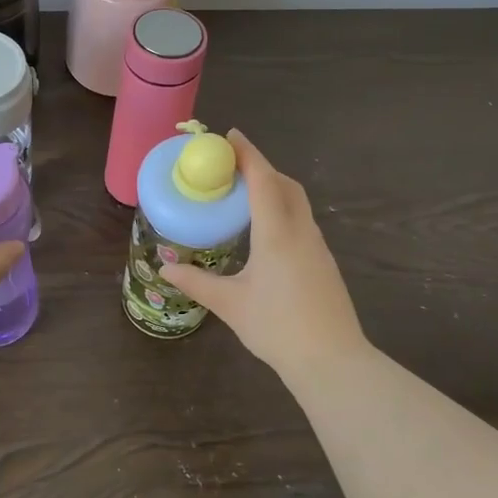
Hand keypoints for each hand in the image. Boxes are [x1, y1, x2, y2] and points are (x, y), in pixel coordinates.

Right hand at [159, 130, 367, 378]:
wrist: (332, 361)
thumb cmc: (277, 328)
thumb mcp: (230, 304)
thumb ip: (197, 282)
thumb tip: (165, 269)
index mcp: (277, 233)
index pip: (263, 180)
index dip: (247, 154)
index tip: (230, 136)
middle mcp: (301, 231)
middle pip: (284, 185)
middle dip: (261, 168)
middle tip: (232, 167)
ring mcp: (317, 247)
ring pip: (296, 204)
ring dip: (273, 189)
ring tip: (244, 196)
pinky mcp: (324, 263)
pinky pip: (301, 222)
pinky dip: (282, 211)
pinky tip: (264, 232)